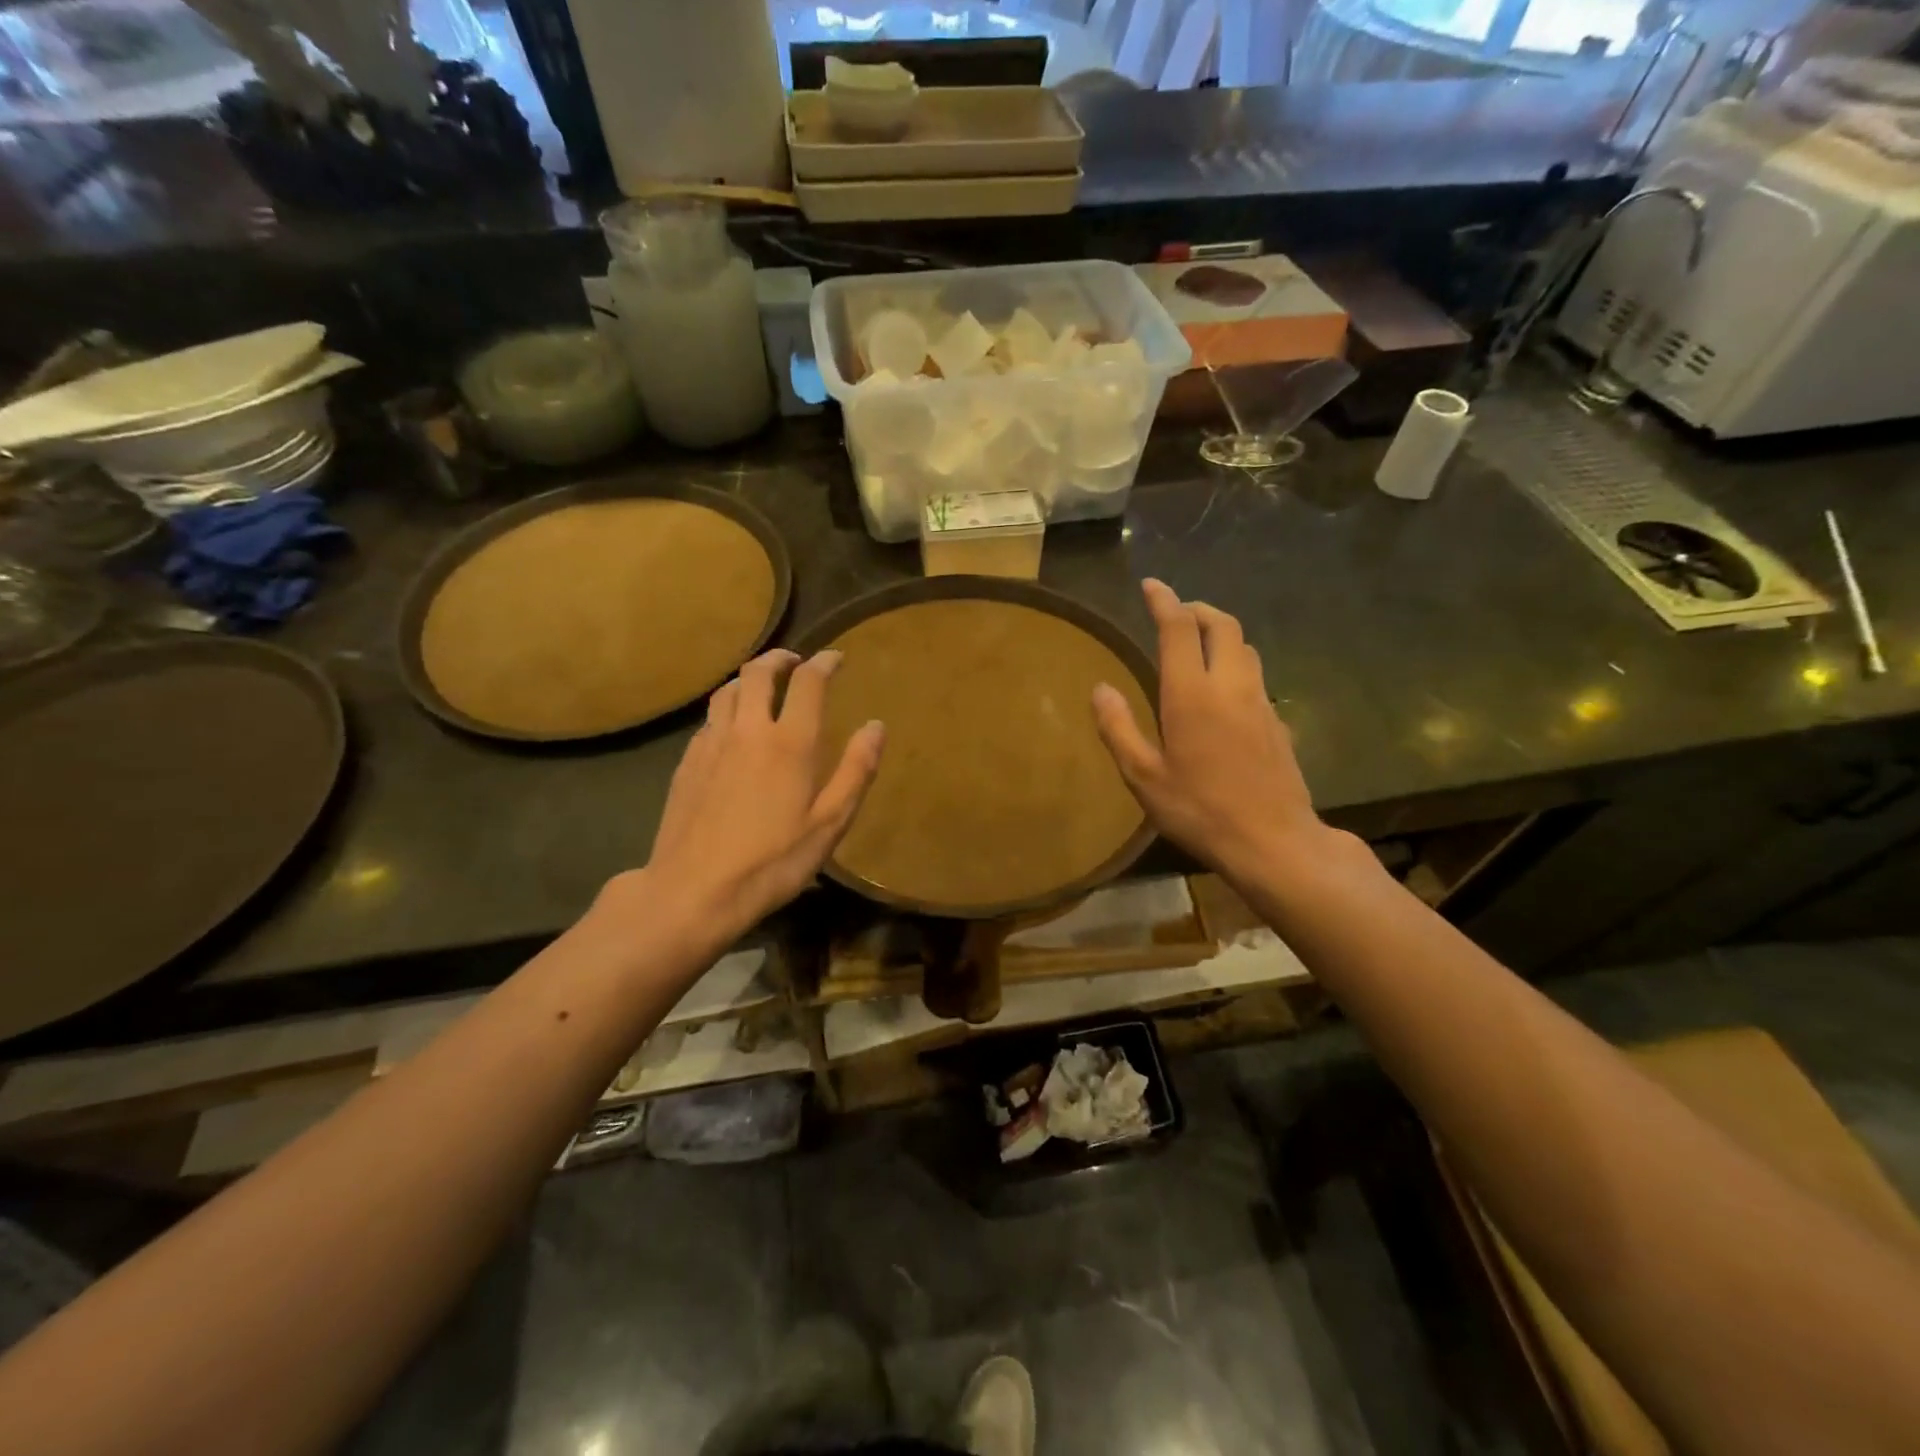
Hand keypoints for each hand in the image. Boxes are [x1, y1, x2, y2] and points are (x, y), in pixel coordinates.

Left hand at [620, 649, 884, 943]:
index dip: (824, 662)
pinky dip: (727, 709)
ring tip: (762, 685)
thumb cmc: (773, 862)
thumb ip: (856, 770)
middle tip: (795, 661)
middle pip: (758, 672)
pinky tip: (732, 729)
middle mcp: (748, 730)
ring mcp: (711, 744)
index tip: (835, 658)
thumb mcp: (829, 824)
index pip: (808, 682)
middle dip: (780, 658)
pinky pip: (709, 719)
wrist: (694, 891)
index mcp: (789, 743)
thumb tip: (876, 726)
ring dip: (748, 678)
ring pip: (727, 690)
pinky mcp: (687, 762)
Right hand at [1092, 579, 1324, 886]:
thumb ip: (1119, 728)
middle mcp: (1230, 686)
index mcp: (1191, 694)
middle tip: (1175, 612)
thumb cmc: (1200, 810)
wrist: (1274, 841)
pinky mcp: (1277, 721)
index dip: (1164, 600)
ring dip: (1220, 633)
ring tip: (1197, 644)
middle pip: (1222, 624)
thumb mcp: (1144, 777)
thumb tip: (1100, 689)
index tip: (1151, 585)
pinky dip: (1235, 663)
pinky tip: (1222, 691)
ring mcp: (1260, 702)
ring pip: (1244, 647)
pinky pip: (1255, 675)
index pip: (1179, 628)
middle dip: (1197, 609)